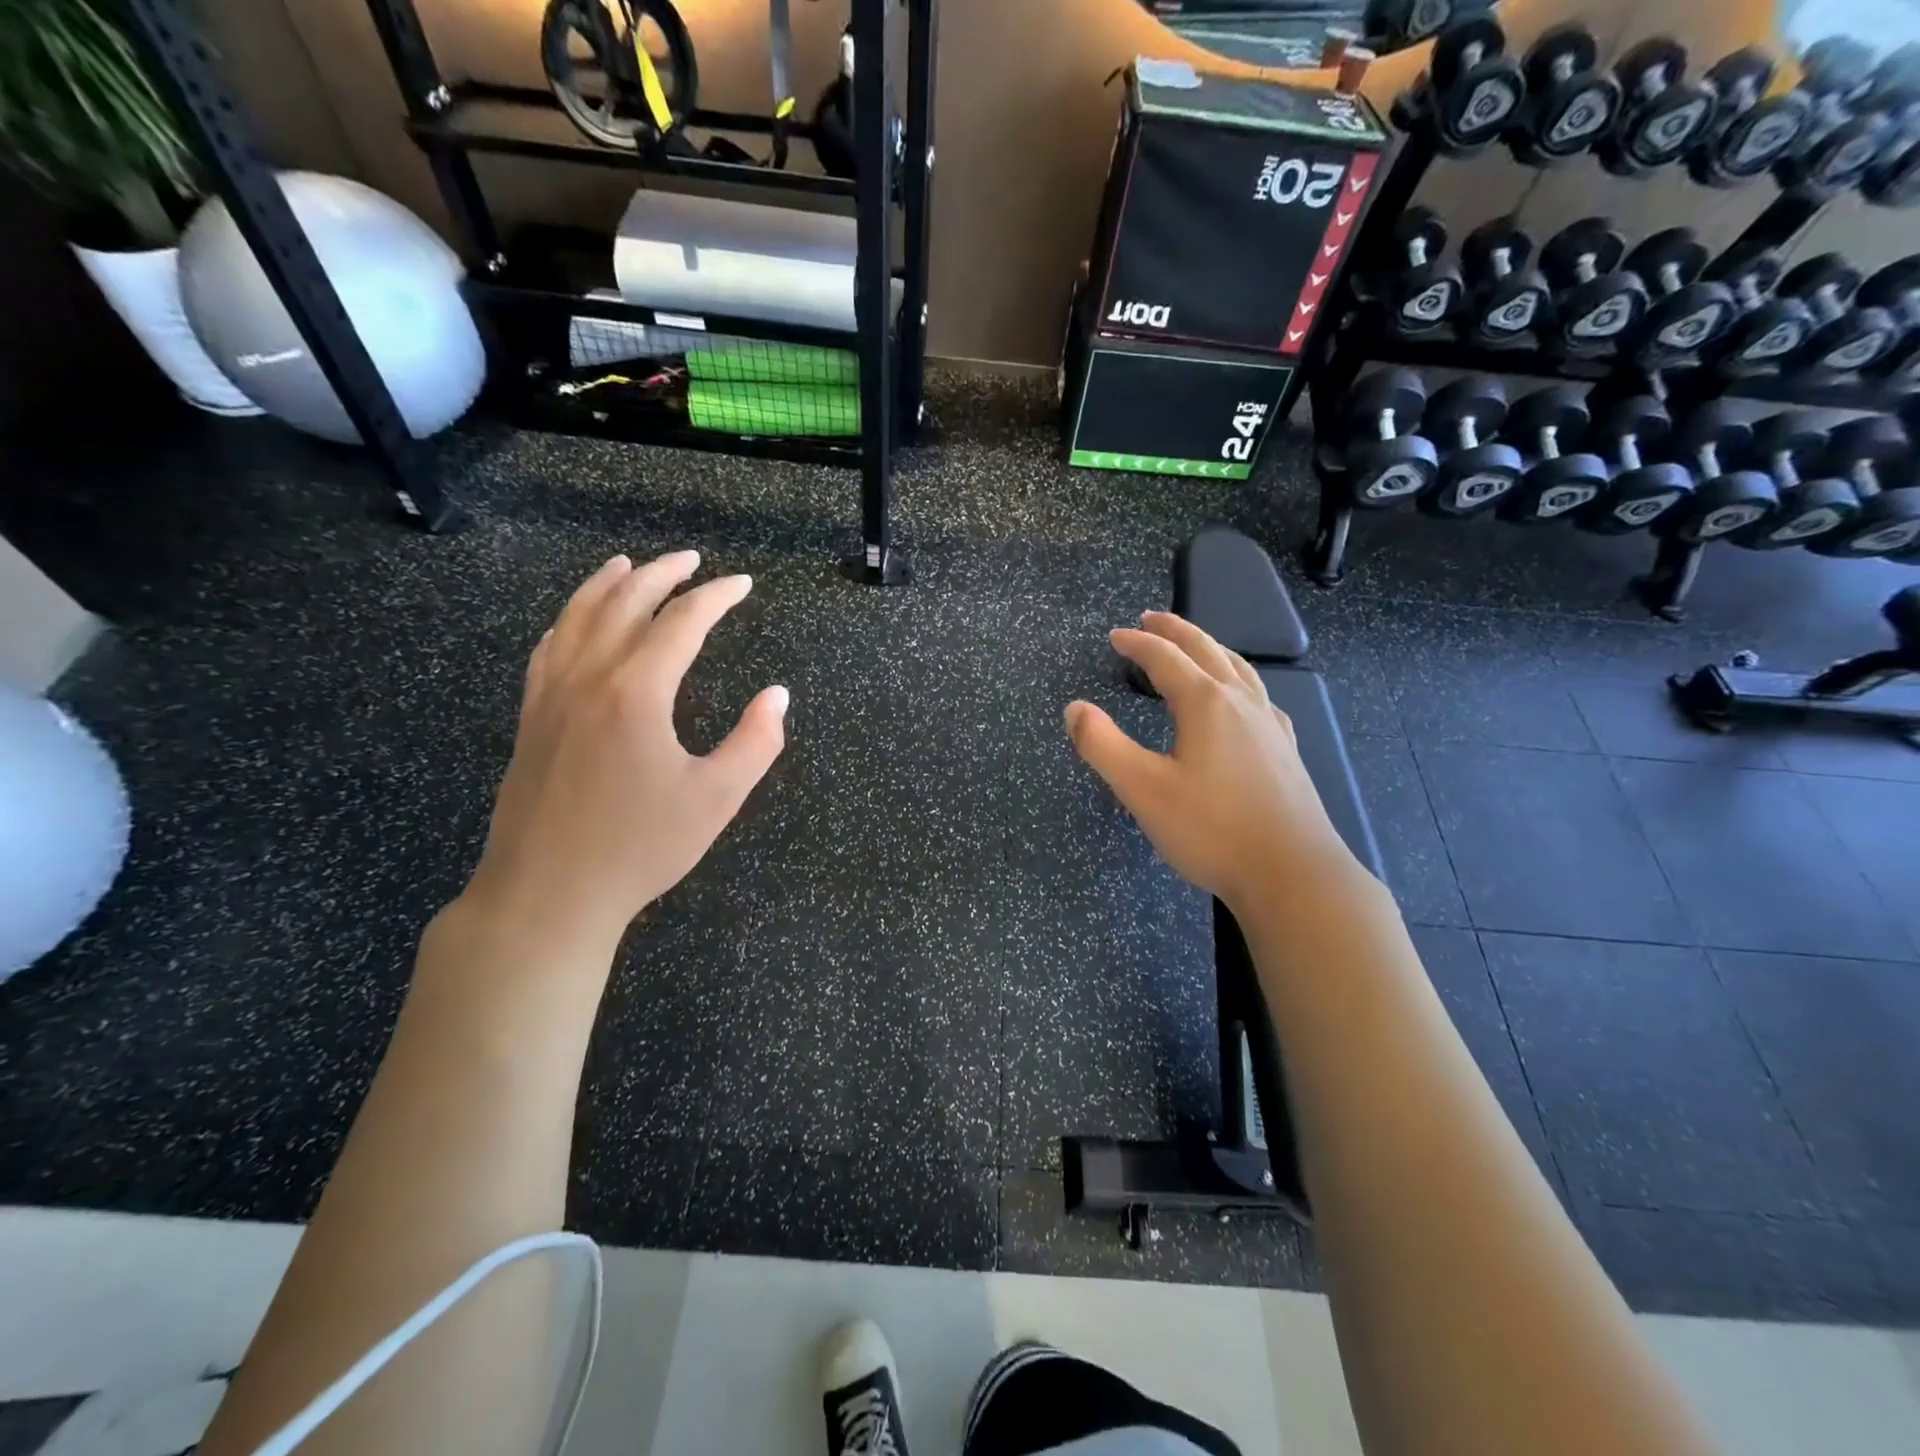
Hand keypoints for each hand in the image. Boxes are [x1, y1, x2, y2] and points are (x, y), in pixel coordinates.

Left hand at [465, 550, 787, 949]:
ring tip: (628, 564)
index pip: (682, 622)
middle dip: (662, 573)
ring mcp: (551, 695)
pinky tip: (575, 620)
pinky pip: (547, 648)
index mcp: (637, 692)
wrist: (548, 893)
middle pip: (624, 603)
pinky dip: (567, 620)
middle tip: (692, 559)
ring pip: (576, 617)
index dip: (716, 597)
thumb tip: (777, 696)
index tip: (741, 584)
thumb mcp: (717, 799)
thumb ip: (755, 742)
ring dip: (606, 584)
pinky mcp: (531, 718)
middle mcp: (589, 678)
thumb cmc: (640, 847)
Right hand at [1064, 612, 1363, 913]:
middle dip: (1176, 631)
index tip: (1115, 636)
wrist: (1292, 873)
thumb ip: (1102, 745)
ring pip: (1239, 669)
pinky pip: (1259, 697)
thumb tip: (1074, 708)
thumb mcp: (1142, 789)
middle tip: (1152, 619)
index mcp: (1206, 703)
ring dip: (1211, 649)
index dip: (1137, 644)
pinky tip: (1243, 702)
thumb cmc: (1211, 830)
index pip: (1165, 659)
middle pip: (1207, 651)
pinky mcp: (1285, 751)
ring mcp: (1270, 726)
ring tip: (1196, 646)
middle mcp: (1241, 703)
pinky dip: (1240, 682)